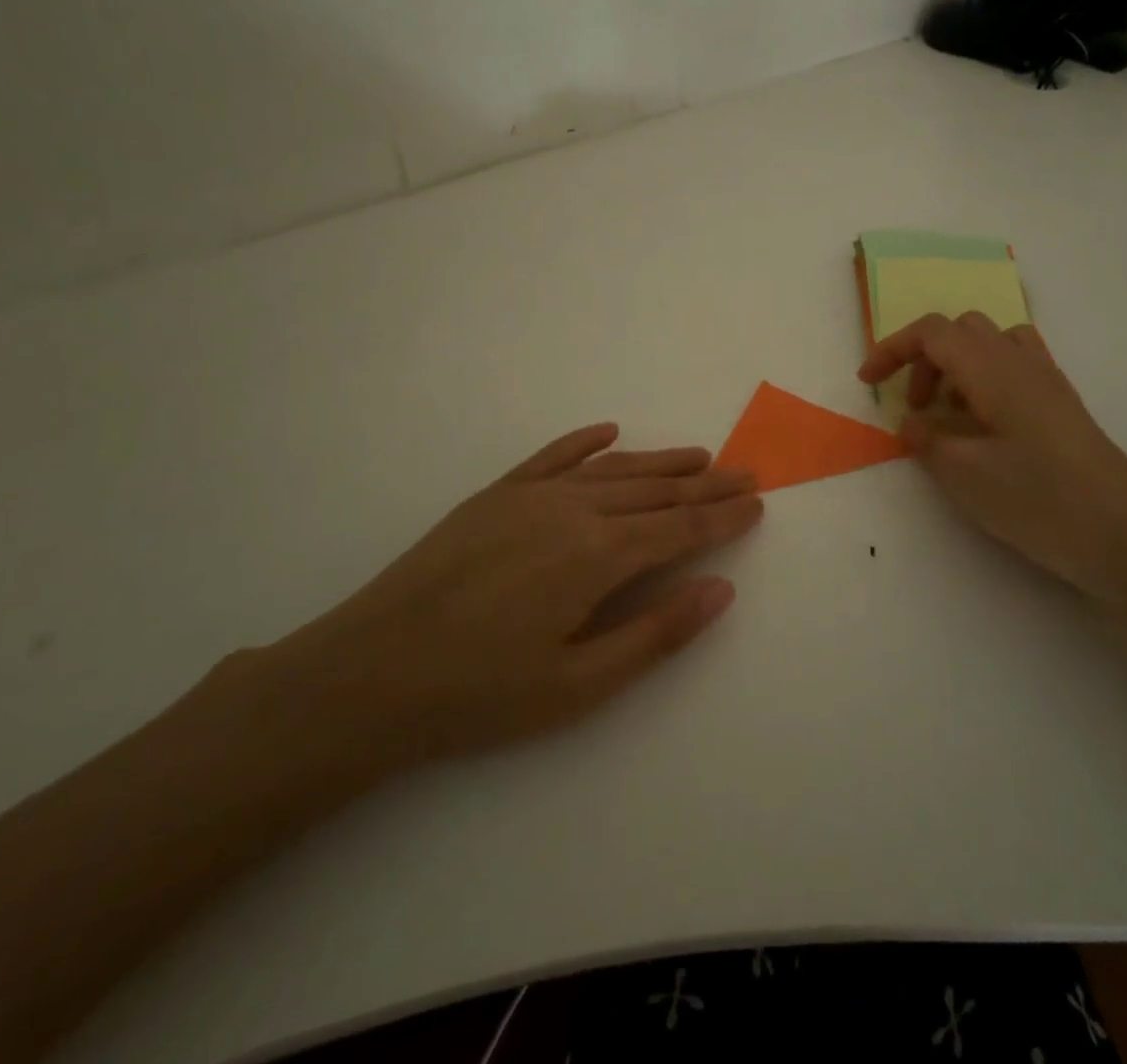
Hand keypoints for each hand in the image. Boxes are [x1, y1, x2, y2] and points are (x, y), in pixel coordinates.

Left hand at [262, 424, 761, 774]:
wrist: (369, 672)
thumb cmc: (480, 693)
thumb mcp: (578, 686)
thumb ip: (656, 634)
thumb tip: (721, 590)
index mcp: (598, 556)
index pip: (680, 527)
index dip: (723, 516)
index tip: (757, 502)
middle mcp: (574, 510)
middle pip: (656, 490)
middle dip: (706, 483)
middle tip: (746, 473)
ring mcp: (532, 495)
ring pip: (614, 468)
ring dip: (661, 460)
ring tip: (699, 455)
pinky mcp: (496, 494)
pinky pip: (554, 456)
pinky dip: (587, 442)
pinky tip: (609, 433)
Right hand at [858, 313, 1126, 604]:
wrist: (1126, 537)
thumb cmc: (1039, 501)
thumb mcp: (965, 475)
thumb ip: (926, 440)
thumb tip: (911, 422)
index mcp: (993, 370)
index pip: (932, 332)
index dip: (892, 349)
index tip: (868, 382)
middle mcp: (1022, 362)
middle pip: (960, 330)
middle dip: (924, 359)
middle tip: (915, 408)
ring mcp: (1048, 381)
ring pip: (990, 343)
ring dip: (957, 367)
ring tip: (950, 415)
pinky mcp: (1063, 405)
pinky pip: (1016, 365)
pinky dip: (986, 378)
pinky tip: (986, 425)